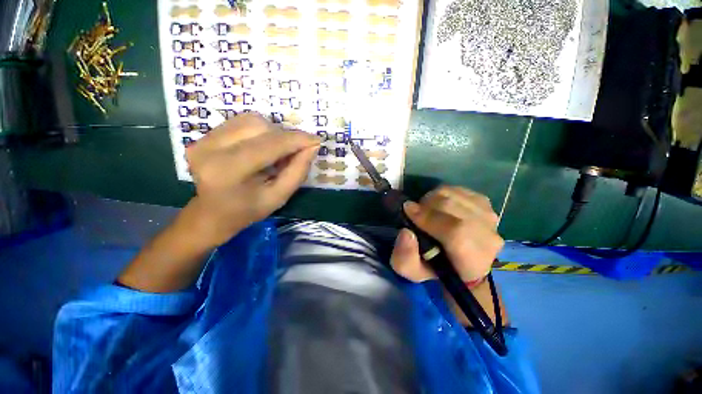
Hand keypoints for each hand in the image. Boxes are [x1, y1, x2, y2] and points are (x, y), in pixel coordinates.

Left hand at [185, 114, 319, 246]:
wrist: (209, 214)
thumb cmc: (247, 211)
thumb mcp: (278, 197)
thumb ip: (297, 171)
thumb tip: (312, 146)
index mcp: (228, 171)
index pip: (269, 145)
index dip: (297, 139)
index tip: (316, 140)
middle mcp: (209, 149)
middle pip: (259, 126)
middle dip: (285, 136)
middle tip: (295, 152)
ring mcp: (202, 139)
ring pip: (250, 119)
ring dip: (273, 132)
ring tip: (278, 152)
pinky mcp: (202, 135)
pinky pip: (240, 122)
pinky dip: (259, 131)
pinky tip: (262, 147)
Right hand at [390, 186, 503, 283]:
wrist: (465, 267)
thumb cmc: (437, 271)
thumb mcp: (413, 272)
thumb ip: (405, 258)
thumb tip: (406, 232)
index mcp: (471, 259)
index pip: (455, 231)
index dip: (428, 217)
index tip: (408, 209)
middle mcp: (488, 237)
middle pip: (454, 206)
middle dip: (427, 204)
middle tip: (415, 210)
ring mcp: (490, 218)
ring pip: (456, 195)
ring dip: (434, 197)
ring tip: (426, 208)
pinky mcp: (487, 206)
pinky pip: (461, 190)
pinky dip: (445, 194)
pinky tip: (439, 204)